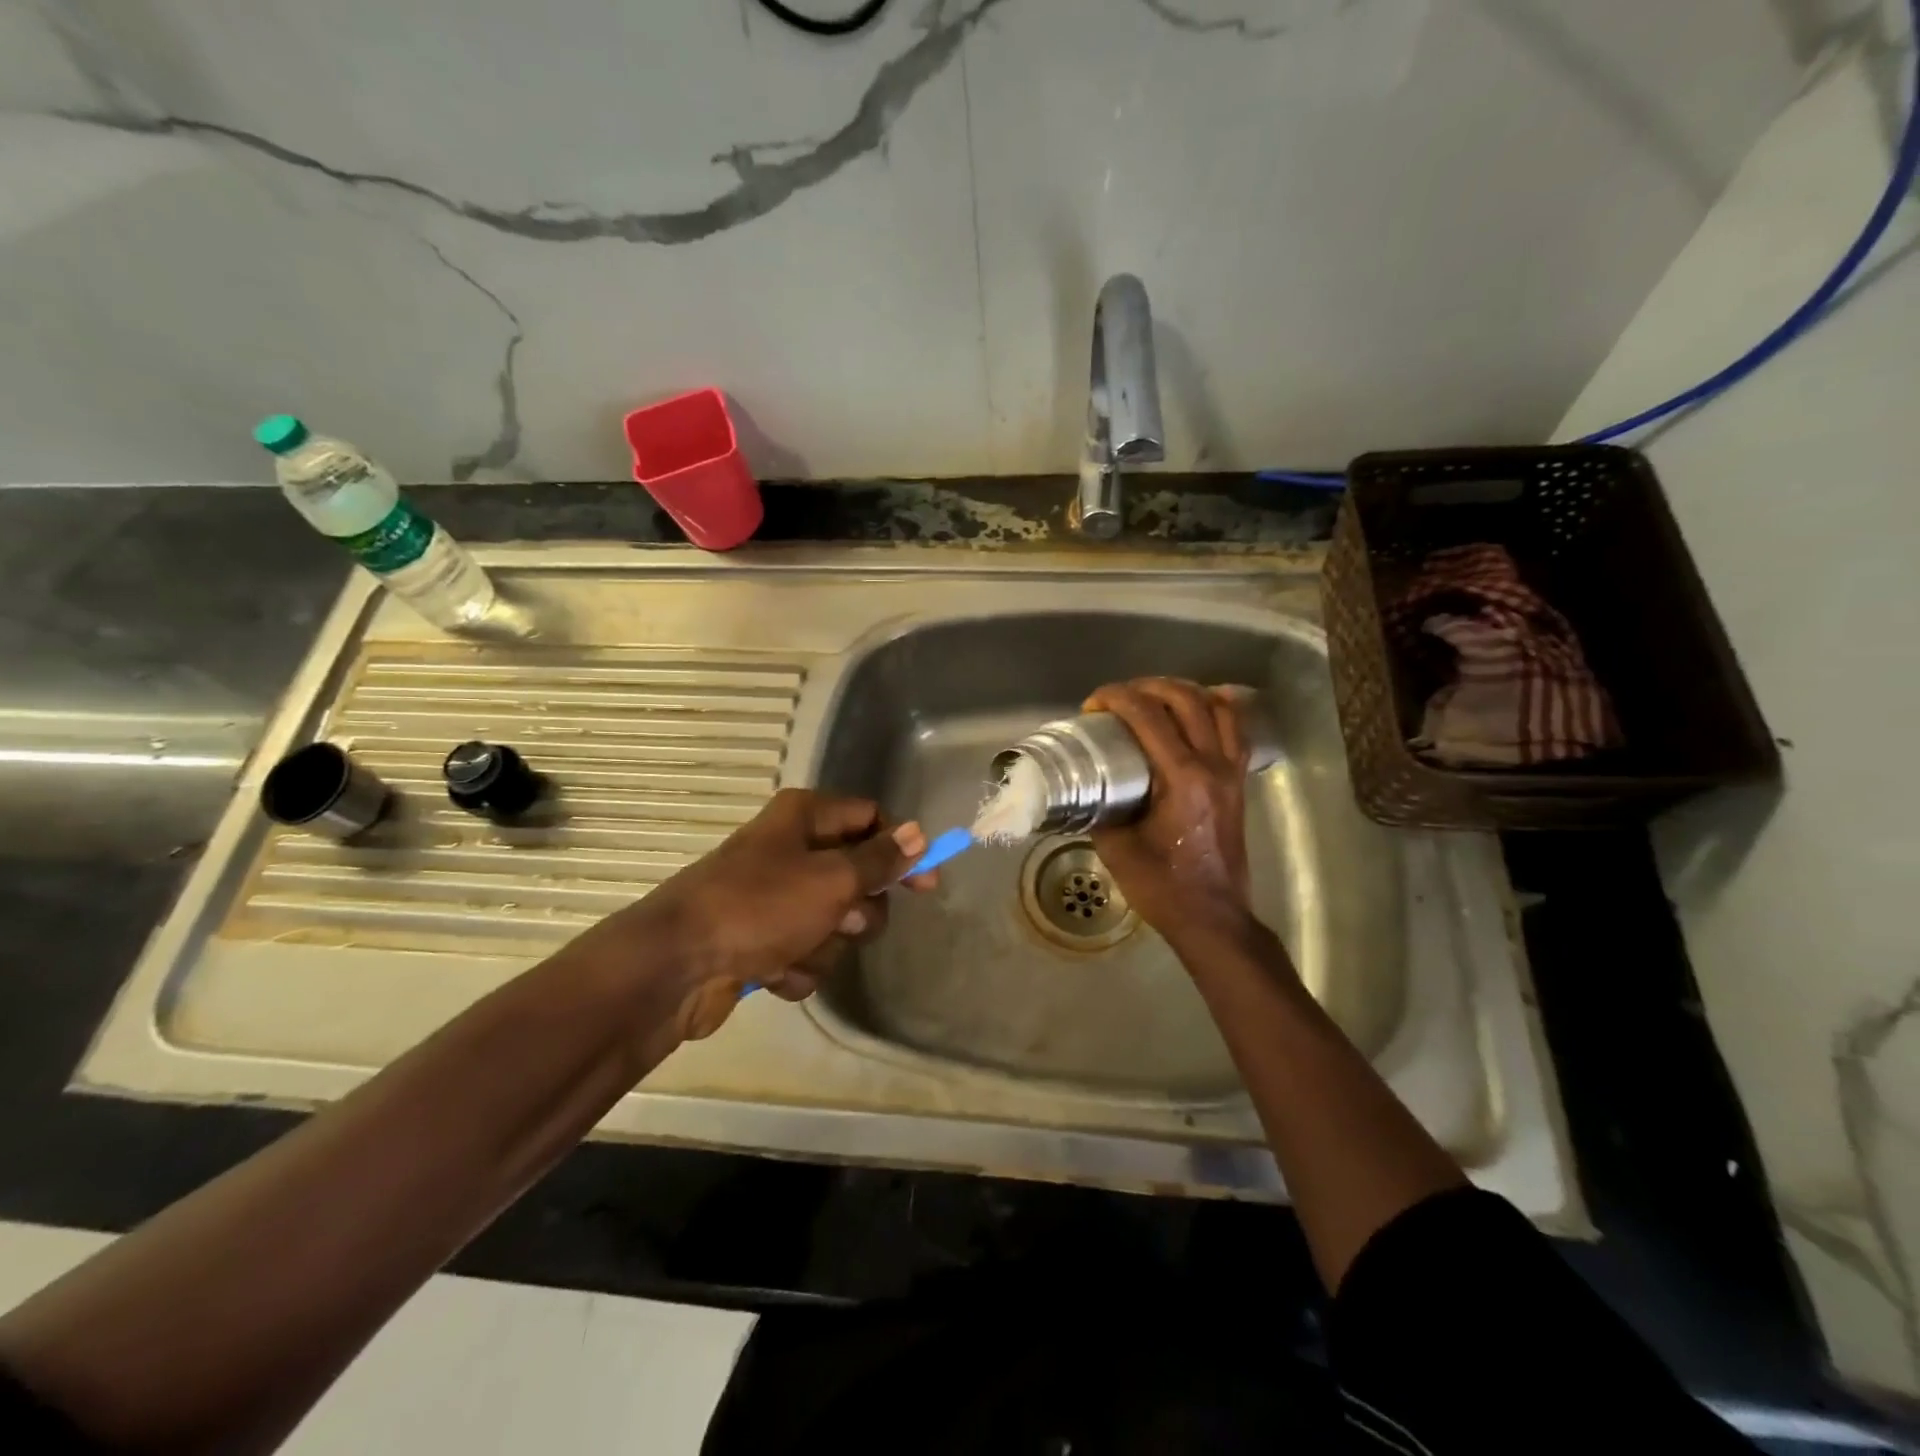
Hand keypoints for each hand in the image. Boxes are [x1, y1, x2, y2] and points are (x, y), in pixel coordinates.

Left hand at [578, 789, 931, 1040]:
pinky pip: (806, 951)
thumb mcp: (832, 880)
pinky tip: (771, 971)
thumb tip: (919, 833)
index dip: (901, 848)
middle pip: (858, 876)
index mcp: (804, 818)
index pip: (871, 819)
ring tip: (794, 950)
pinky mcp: (763, 939)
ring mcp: (775, 898)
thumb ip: (880, 860)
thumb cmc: (759, 907)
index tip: (925, 884)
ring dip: (825, 944)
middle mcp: (791, 850)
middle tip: (843, 920)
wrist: (675, 967)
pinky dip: (797, 966)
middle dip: (857, 909)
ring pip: (835, 922)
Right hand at [1085, 678, 1255, 951]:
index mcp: (1182, 778)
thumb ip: (1100, 809)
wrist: (1212, 917)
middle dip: (1146, 687)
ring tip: (1153, 696)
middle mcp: (1212, 765)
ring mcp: (1231, 771)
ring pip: (1217, 707)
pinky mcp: (1239, 782)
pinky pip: (1236, 730)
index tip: (1092, 705)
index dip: (1117, 698)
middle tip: (1117, 697)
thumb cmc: (1162, 886)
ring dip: (1183, 691)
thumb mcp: (1116, 848)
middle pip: (1185, 699)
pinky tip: (1197, 709)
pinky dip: (1217, 709)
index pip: (1148, 716)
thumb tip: (1084, 786)